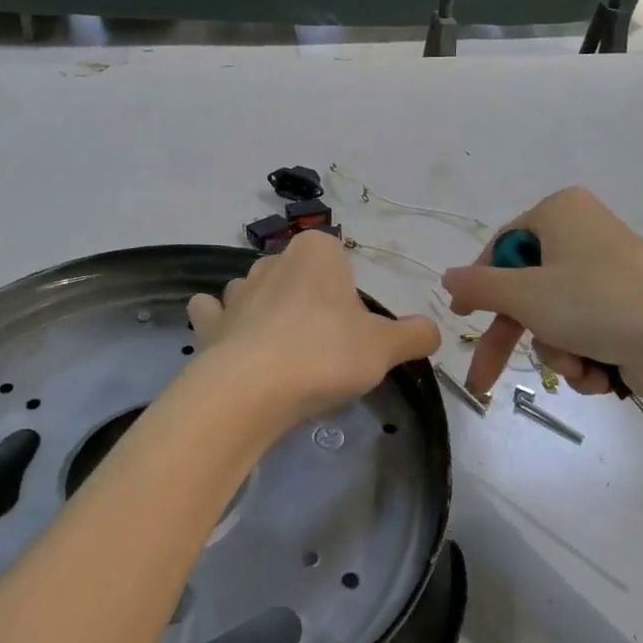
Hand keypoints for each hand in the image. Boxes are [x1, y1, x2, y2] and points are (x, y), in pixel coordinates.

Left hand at [186, 232, 440, 439]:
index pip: (339, 259)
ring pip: (256, 293)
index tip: (354, 330)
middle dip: (310, 304)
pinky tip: (235, 349)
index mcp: (317, 252)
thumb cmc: (326, 354)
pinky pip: (215, 315)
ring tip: (283, 359)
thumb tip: (433, 331)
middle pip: (299, 277)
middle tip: (326, 351)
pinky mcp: (208, 322)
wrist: (252, 390)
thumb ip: (414, 335)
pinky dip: (223, 326)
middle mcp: (273, 259)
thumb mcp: (385, 347)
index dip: (349, 295)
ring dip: (267, 314)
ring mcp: (236, 290)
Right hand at [440, 187, 642, 409]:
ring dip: (556, 349)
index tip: (463, 314)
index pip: (502, 245)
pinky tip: (598, 374)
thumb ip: (480, 285)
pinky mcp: (631, 307)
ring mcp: (610, 272)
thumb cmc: (598, 304)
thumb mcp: (527, 294)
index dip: (480, 283)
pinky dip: (584, 355)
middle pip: (528, 288)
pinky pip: (586, 329)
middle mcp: (585, 234)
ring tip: (577, 367)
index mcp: (561, 212)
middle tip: (483, 378)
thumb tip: (447, 277)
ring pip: (555, 315)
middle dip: (514, 336)